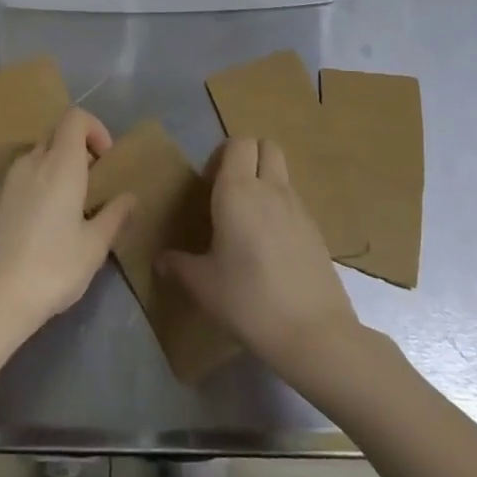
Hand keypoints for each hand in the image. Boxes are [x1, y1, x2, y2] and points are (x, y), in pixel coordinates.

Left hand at [0, 108, 133, 355]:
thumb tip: (130, 197)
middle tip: (92, 187)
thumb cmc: (50, 269)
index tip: (106, 161)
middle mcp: (31, 162)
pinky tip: (42, 227)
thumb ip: (114, 216)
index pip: (75, 117)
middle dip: (78, 151)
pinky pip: (21, 178)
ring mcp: (6, 181)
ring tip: (69, 210)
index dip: (95, 129)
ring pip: (37, 157)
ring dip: (56, 169)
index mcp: (59, 163)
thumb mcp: (93, 247)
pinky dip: (37, 186)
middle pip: (56, 135)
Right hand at [159, 137, 361, 382]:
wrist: (314, 333)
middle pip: (266, 146)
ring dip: (265, 181)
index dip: (222, 155)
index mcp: (238, 191)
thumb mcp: (204, 286)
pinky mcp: (316, 229)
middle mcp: (270, 188)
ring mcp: (298, 207)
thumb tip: (161, 260)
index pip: (238, 143)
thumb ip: (179, 266)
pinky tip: (269, 246)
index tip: (208, 185)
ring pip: (282, 172)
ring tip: (248, 221)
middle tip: (229, 191)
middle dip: (248, 157)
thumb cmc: (249, 301)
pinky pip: (294, 201)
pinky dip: (280, 208)